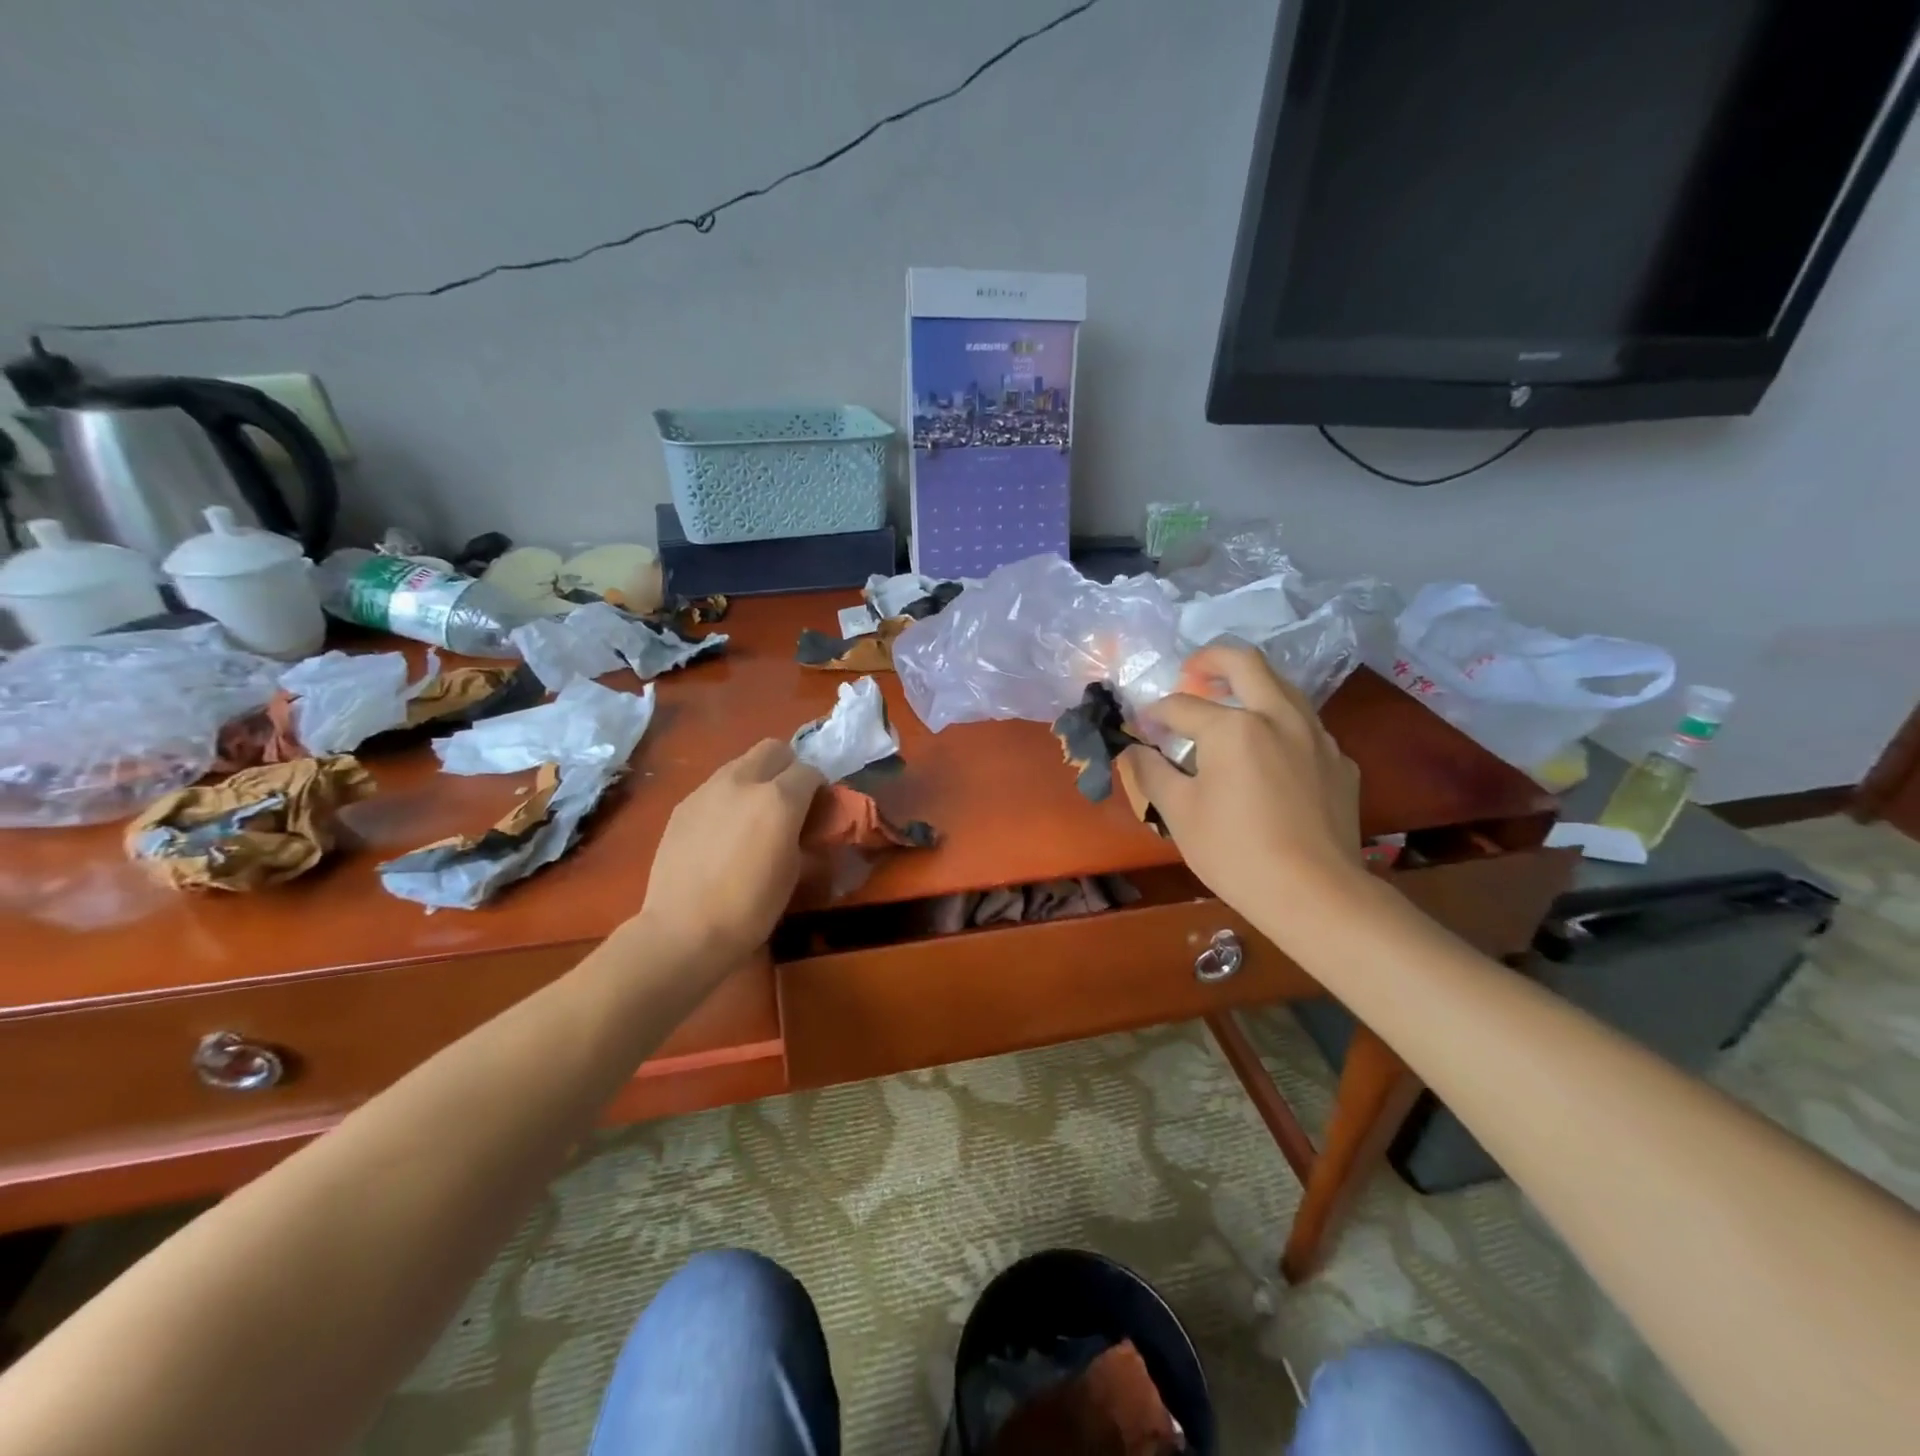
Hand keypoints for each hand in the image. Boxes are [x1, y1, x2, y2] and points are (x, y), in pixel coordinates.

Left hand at [636, 740, 823, 968]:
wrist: (684, 930)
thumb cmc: (751, 908)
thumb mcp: (794, 873)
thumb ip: (807, 838)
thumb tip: (812, 831)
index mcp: (780, 798)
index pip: (810, 771)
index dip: (818, 789)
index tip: (818, 811)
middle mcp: (744, 781)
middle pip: (774, 749)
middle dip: (788, 768)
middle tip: (789, 801)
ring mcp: (708, 789)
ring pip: (741, 763)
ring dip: (756, 778)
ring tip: (753, 815)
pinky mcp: (683, 804)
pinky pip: (715, 786)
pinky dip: (728, 797)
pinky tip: (723, 831)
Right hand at [1120, 643, 1365, 939]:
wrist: (1315, 893)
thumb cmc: (1235, 853)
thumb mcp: (1178, 813)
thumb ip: (1150, 772)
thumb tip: (1133, 750)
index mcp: (1234, 726)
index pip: (1181, 705)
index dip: (1154, 713)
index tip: (1141, 727)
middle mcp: (1279, 716)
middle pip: (1244, 661)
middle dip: (1210, 659)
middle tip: (1190, 674)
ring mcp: (1317, 736)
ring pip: (1283, 687)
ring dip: (1250, 686)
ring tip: (1228, 709)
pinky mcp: (1341, 762)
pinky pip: (1305, 727)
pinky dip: (1280, 726)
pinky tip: (1269, 757)